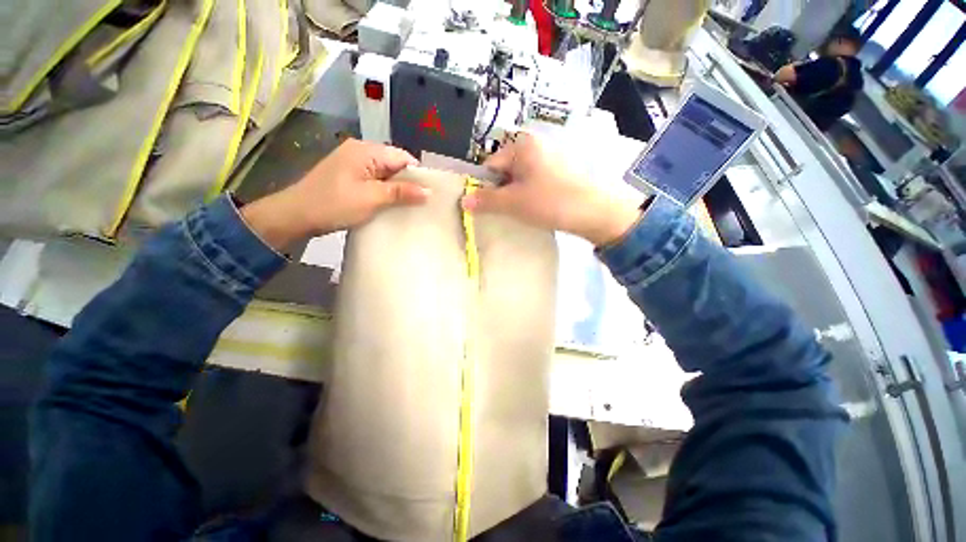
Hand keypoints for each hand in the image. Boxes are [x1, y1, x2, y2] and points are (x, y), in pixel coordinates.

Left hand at [241, 139, 426, 249]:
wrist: (295, 215)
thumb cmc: (334, 204)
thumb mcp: (372, 198)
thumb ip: (401, 192)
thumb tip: (429, 192)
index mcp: (366, 150)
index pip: (402, 157)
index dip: (418, 174)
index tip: (428, 194)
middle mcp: (360, 151)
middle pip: (394, 163)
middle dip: (408, 182)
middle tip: (420, 203)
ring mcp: (353, 162)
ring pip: (385, 173)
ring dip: (397, 188)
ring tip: (408, 205)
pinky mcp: (349, 175)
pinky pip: (375, 179)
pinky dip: (385, 191)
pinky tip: (390, 204)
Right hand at [462, 133, 641, 245]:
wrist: (593, 211)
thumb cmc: (548, 202)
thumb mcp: (513, 203)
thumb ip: (486, 201)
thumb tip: (463, 201)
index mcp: (522, 146)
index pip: (490, 166)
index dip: (486, 187)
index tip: (489, 207)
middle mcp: (535, 146)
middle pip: (505, 171)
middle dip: (502, 192)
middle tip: (508, 210)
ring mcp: (549, 158)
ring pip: (520, 178)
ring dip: (516, 195)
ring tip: (523, 211)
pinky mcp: (559, 171)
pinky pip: (534, 182)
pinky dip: (530, 194)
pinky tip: (536, 207)